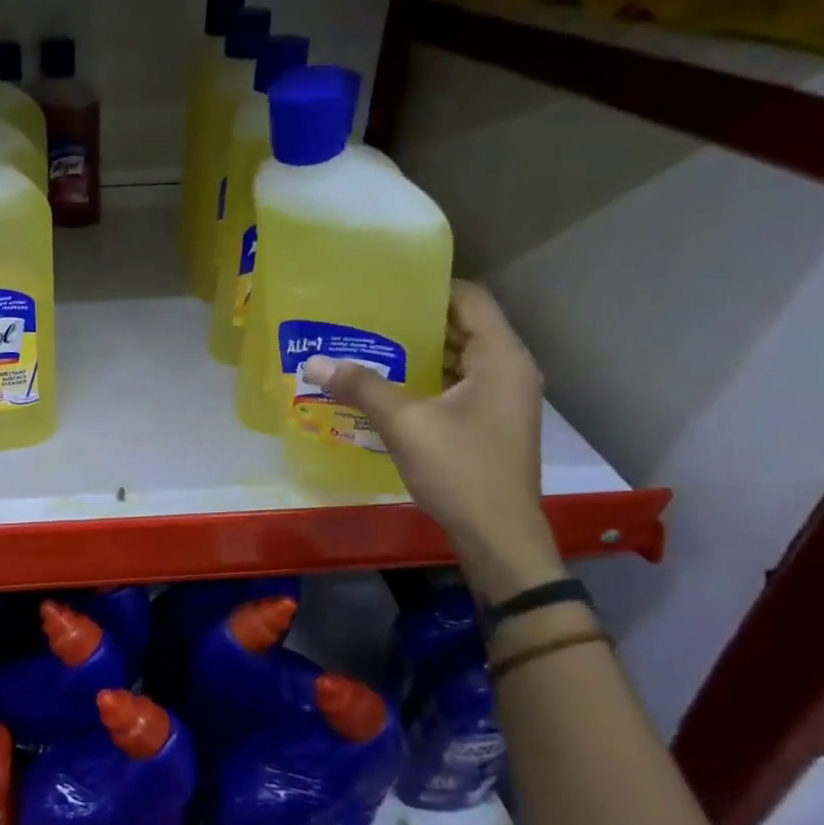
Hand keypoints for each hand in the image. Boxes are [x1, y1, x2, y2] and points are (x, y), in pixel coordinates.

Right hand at [300, 281, 563, 601]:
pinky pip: (459, 385)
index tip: (385, 288)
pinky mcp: (492, 423)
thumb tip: (314, 362)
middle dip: (416, 321)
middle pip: (464, 326)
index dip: (429, 288)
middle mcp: (510, 370)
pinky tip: (390, 388)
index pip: (469, 298)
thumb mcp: (405, 425)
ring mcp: (504, 399)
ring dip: (420, 353)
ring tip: (371, 347)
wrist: (498, 537)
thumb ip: (362, 388)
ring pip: (460, 358)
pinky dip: (428, 379)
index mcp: (501, 358)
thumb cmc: (461, 471)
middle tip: (367, 317)